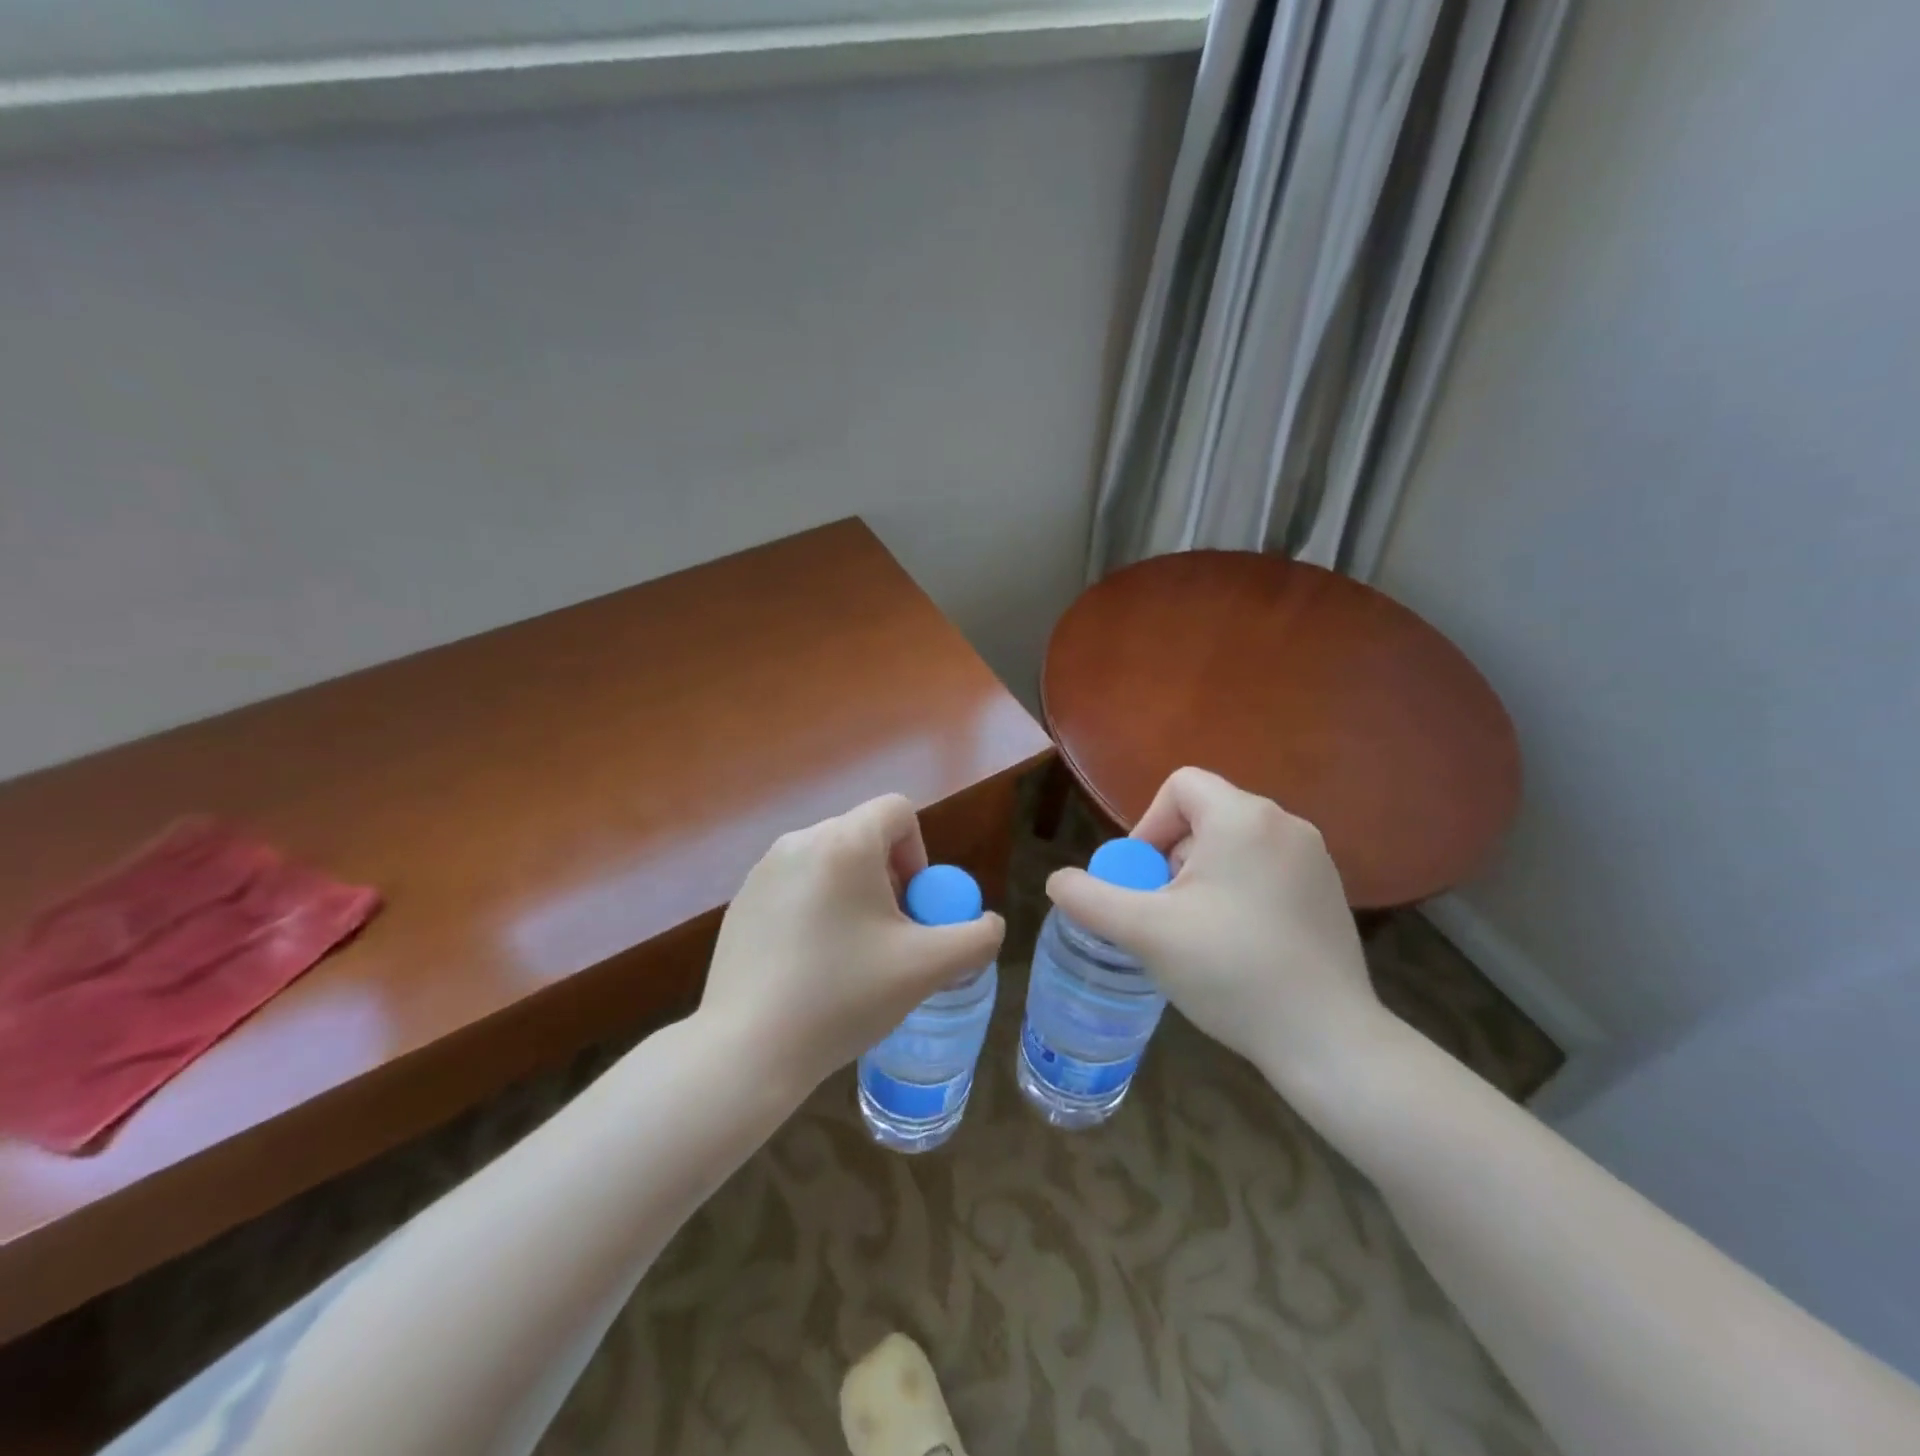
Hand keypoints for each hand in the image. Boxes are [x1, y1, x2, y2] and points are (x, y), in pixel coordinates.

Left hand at [700, 794, 1005, 1100]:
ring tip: (851, 955)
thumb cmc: (843, 996)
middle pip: (863, 837)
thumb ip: (975, 938)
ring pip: (829, 863)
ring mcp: (762, 871)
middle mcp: (799, 841)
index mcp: (844, 842)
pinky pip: (796, 887)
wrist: (746, 1050)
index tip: (914, 906)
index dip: (919, 853)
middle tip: (890, 935)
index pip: (897, 810)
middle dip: (889, 879)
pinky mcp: (741, 902)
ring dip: (853, 895)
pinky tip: (810, 967)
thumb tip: (988, 924)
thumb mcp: (926, 968)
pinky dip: (816, 911)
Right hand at [1044, 767, 1385, 1094]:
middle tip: (1164, 914)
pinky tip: (1236, 945)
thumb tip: (1058, 881)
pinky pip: (1264, 870)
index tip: (1143, 881)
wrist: (1328, 1039)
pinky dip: (1237, 892)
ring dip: (1201, 878)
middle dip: (1171, 859)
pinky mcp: (1328, 892)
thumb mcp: (1145, 931)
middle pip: (1204, 817)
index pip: (1179, 786)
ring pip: (1233, 846)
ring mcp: (1314, 859)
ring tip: (1196, 933)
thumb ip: (1089, 898)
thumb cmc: (1231, 971)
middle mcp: (1285, 824)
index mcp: (1243, 818)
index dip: (1147, 826)